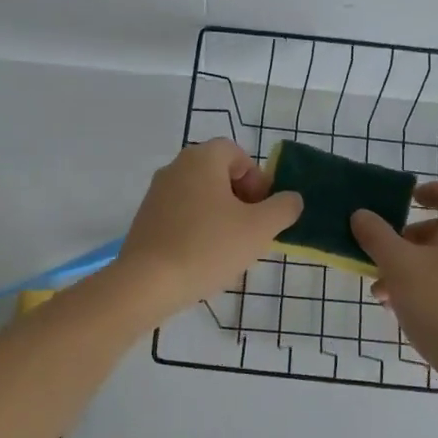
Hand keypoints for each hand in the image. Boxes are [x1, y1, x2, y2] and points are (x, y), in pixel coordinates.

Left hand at [116, 139, 302, 318]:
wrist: (148, 283)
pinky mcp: (145, 219)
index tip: (263, 210)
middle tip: (252, 230)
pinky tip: (204, 258)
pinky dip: (198, 228)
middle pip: (218, 174)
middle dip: (241, 199)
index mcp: (202, 159)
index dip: (257, 179)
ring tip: (230, 249)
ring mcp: (156, 193)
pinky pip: (182, 215)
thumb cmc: (209, 247)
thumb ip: (283, 208)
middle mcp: (176, 167)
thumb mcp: (260, 228)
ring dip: (221, 216)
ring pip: (201, 196)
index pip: (237, 154)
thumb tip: (291, 198)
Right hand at [351, 183, 437, 416]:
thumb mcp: (399, 266)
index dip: (435, 190)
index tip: (408, 200)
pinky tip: (397, 312)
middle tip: (380, 255)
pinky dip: (420, 292)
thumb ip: (377, 236)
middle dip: (407, 240)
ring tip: (379, 291)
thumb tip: (361, 214)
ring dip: (407, 270)